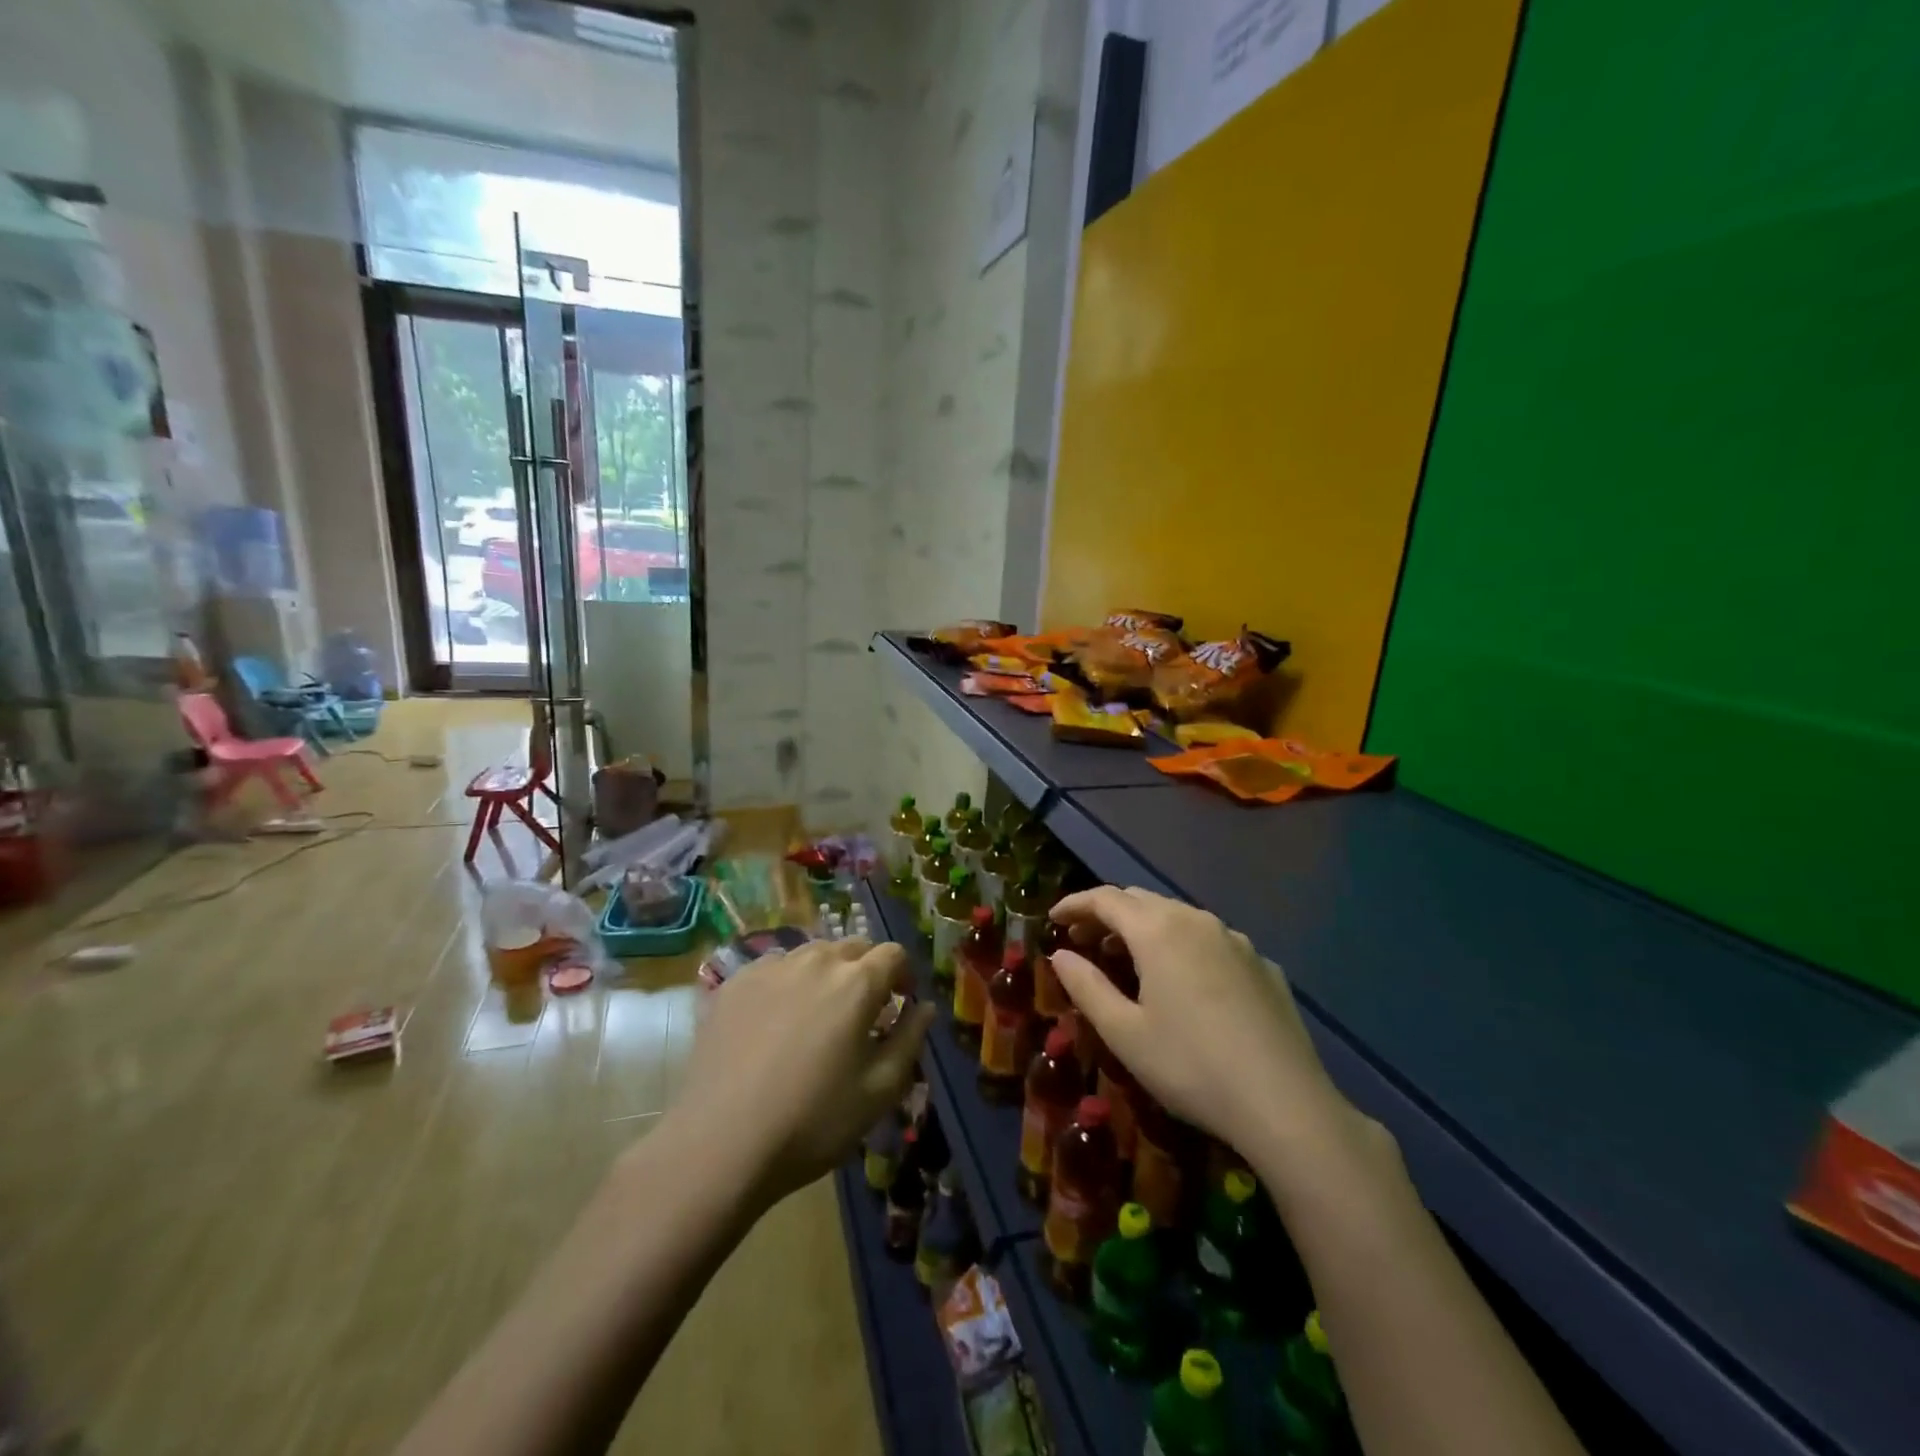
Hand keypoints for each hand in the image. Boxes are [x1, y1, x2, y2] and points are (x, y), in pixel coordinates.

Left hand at [674, 938, 934, 1208]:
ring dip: (826, 973)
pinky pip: (774, 968)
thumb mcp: (879, 1091)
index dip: (904, 975)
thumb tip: (923, 1006)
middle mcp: (815, 960)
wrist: (720, 1143)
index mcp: (856, 982)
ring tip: (817, 1014)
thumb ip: (910, 1039)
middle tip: (862, 1011)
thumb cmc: (812, 1121)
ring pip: (812, 954)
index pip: (893, 953)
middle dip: (866, 970)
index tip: (900, 1003)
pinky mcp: (734, 983)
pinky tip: (775, 1022)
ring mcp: (770, 967)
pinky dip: (787, 983)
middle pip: (853, 947)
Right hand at [1048, 886, 1360, 1163]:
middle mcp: (1197, 921)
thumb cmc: (1191, 1067)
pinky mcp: (1263, 965)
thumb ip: (1086, 987)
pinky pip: (1211, 940)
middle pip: (1142, 901)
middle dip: (1107, 915)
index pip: (1106, 899)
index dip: (1075, 904)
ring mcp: (1236, 941)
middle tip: (1083, 940)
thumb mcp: (1124, 1033)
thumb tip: (1060, 956)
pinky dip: (1182, 946)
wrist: (1286, 1103)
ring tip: (1126, 959)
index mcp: (1159, 931)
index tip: (1053, 919)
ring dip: (1145, 928)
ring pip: (1178, 917)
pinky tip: (1184, 982)